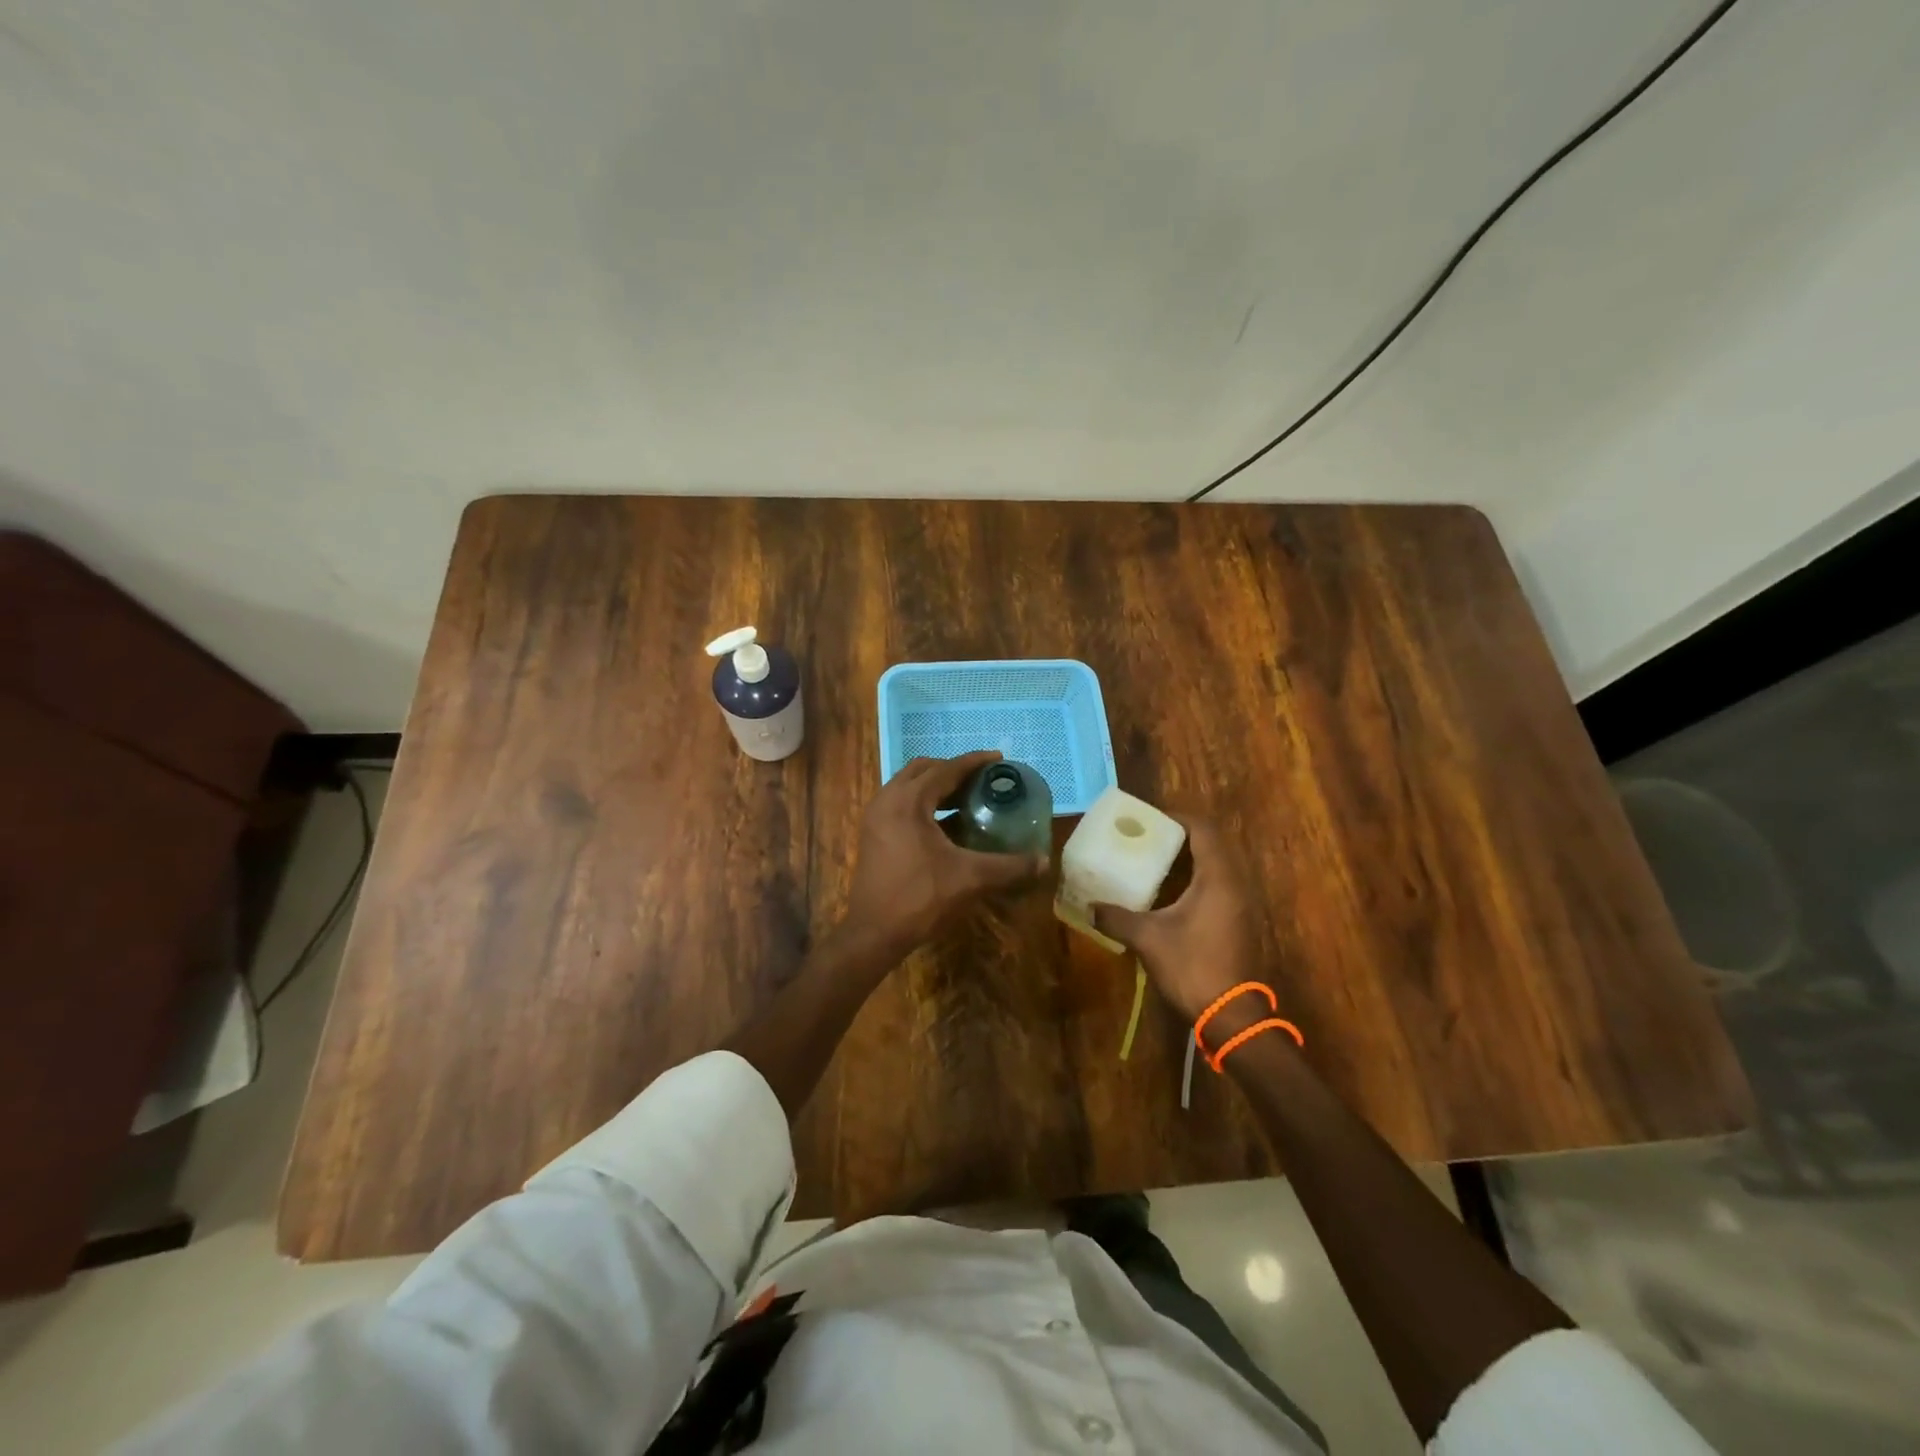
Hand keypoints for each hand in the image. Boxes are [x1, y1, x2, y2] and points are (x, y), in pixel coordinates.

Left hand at [840, 751, 1048, 958]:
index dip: (974, 762)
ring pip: (908, 785)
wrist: (874, 932)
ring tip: (966, 797)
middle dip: (953, 769)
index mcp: (909, 801)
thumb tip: (1044, 862)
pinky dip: (923, 802)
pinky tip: (945, 822)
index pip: (946, 769)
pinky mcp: (873, 833)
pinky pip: (900, 802)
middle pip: (923, 769)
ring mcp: (876, 816)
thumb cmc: (920, 897)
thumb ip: (1009, 866)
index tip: (998, 759)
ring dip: (936, 785)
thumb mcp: (969, 878)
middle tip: (981, 779)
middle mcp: (888, 799)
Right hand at [1091, 818, 1266, 1026]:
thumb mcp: (1148, 939)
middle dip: (1180, 837)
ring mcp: (1240, 903)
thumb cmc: (1192, 966)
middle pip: (1211, 844)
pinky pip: (1218, 885)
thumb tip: (1090, 907)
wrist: (1231, 1015)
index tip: (1149, 820)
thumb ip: (1117, 918)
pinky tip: (1169, 894)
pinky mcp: (1238, 921)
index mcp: (1217, 878)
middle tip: (1147, 839)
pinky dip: (1195, 880)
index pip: (1203, 830)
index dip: (1177, 818)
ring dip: (1188, 859)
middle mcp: (1234, 883)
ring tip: (1153, 861)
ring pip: (1216, 866)